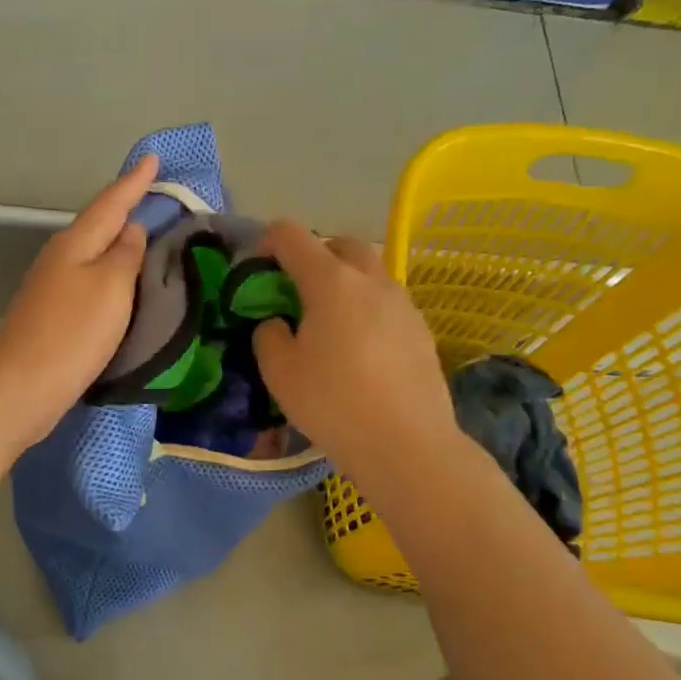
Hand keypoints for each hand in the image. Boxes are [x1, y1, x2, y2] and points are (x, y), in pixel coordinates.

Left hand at [0, 154, 157, 446]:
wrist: (22, 386)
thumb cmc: (73, 333)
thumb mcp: (111, 287)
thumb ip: (125, 254)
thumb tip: (131, 229)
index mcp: (76, 243)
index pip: (111, 203)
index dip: (134, 181)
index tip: (154, 158)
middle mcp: (61, 256)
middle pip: (98, 223)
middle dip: (124, 206)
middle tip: (153, 193)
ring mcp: (52, 285)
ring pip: (92, 251)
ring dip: (117, 240)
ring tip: (144, 234)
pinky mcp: (53, 313)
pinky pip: (89, 278)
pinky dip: (109, 270)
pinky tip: (120, 280)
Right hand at [253, 220, 456, 479]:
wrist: (407, 443)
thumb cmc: (334, 403)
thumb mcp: (279, 373)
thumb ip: (268, 335)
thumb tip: (276, 322)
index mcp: (331, 281)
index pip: (292, 236)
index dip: (268, 241)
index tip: (258, 267)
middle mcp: (371, 279)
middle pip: (340, 244)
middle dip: (315, 255)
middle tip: (297, 290)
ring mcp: (403, 302)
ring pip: (370, 272)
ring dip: (346, 281)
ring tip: (330, 321)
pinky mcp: (422, 328)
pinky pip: (388, 302)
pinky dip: (368, 307)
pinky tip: (361, 347)